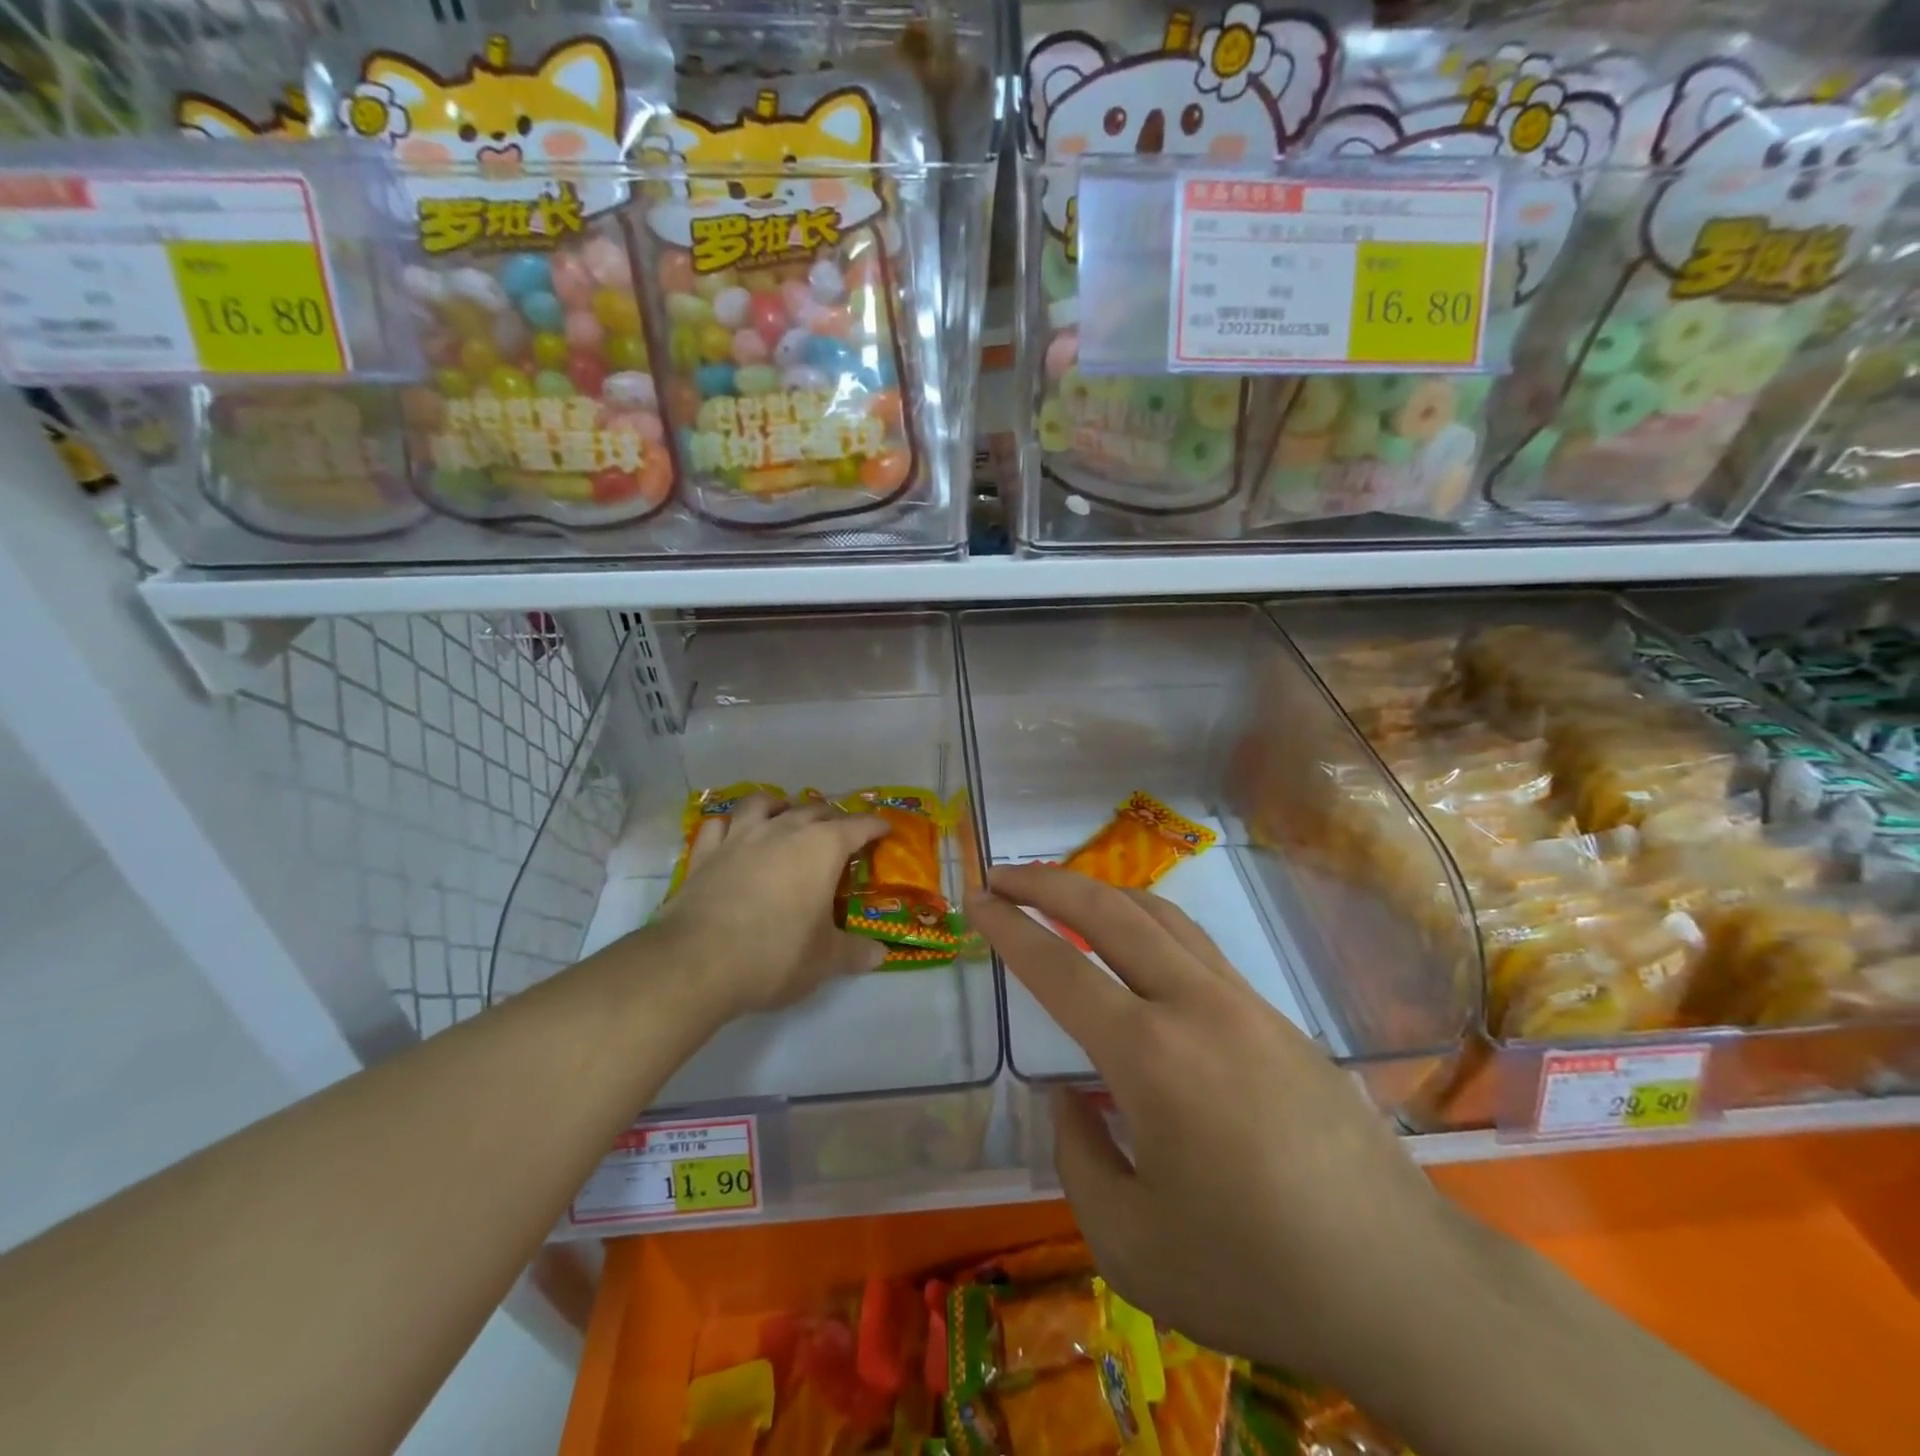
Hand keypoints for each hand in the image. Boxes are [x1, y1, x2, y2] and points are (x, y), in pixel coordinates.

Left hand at [650, 794, 888, 1019]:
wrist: (698, 962)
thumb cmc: (775, 954)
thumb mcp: (825, 961)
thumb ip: (855, 953)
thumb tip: (880, 955)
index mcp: (822, 848)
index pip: (857, 827)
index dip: (874, 826)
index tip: (884, 828)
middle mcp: (783, 830)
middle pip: (813, 810)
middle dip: (831, 817)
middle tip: (839, 832)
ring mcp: (740, 838)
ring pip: (762, 804)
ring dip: (778, 805)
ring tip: (784, 813)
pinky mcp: (705, 854)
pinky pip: (719, 826)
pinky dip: (730, 825)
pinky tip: (732, 834)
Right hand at [965, 865, 1471, 1391]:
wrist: (1401, 1284)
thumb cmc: (1253, 1273)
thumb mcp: (1130, 1243)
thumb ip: (1079, 1156)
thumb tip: (1070, 1097)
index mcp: (1149, 1056)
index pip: (1059, 968)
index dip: (1009, 927)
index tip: (976, 899)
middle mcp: (1194, 1006)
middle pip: (1110, 911)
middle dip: (1048, 882)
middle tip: (1003, 874)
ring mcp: (1243, 1003)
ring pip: (1161, 915)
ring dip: (1102, 894)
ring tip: (1062, 895)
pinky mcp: (1277, 1017)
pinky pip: (1198, 947)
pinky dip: (1148, 926)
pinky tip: (1136, 951)